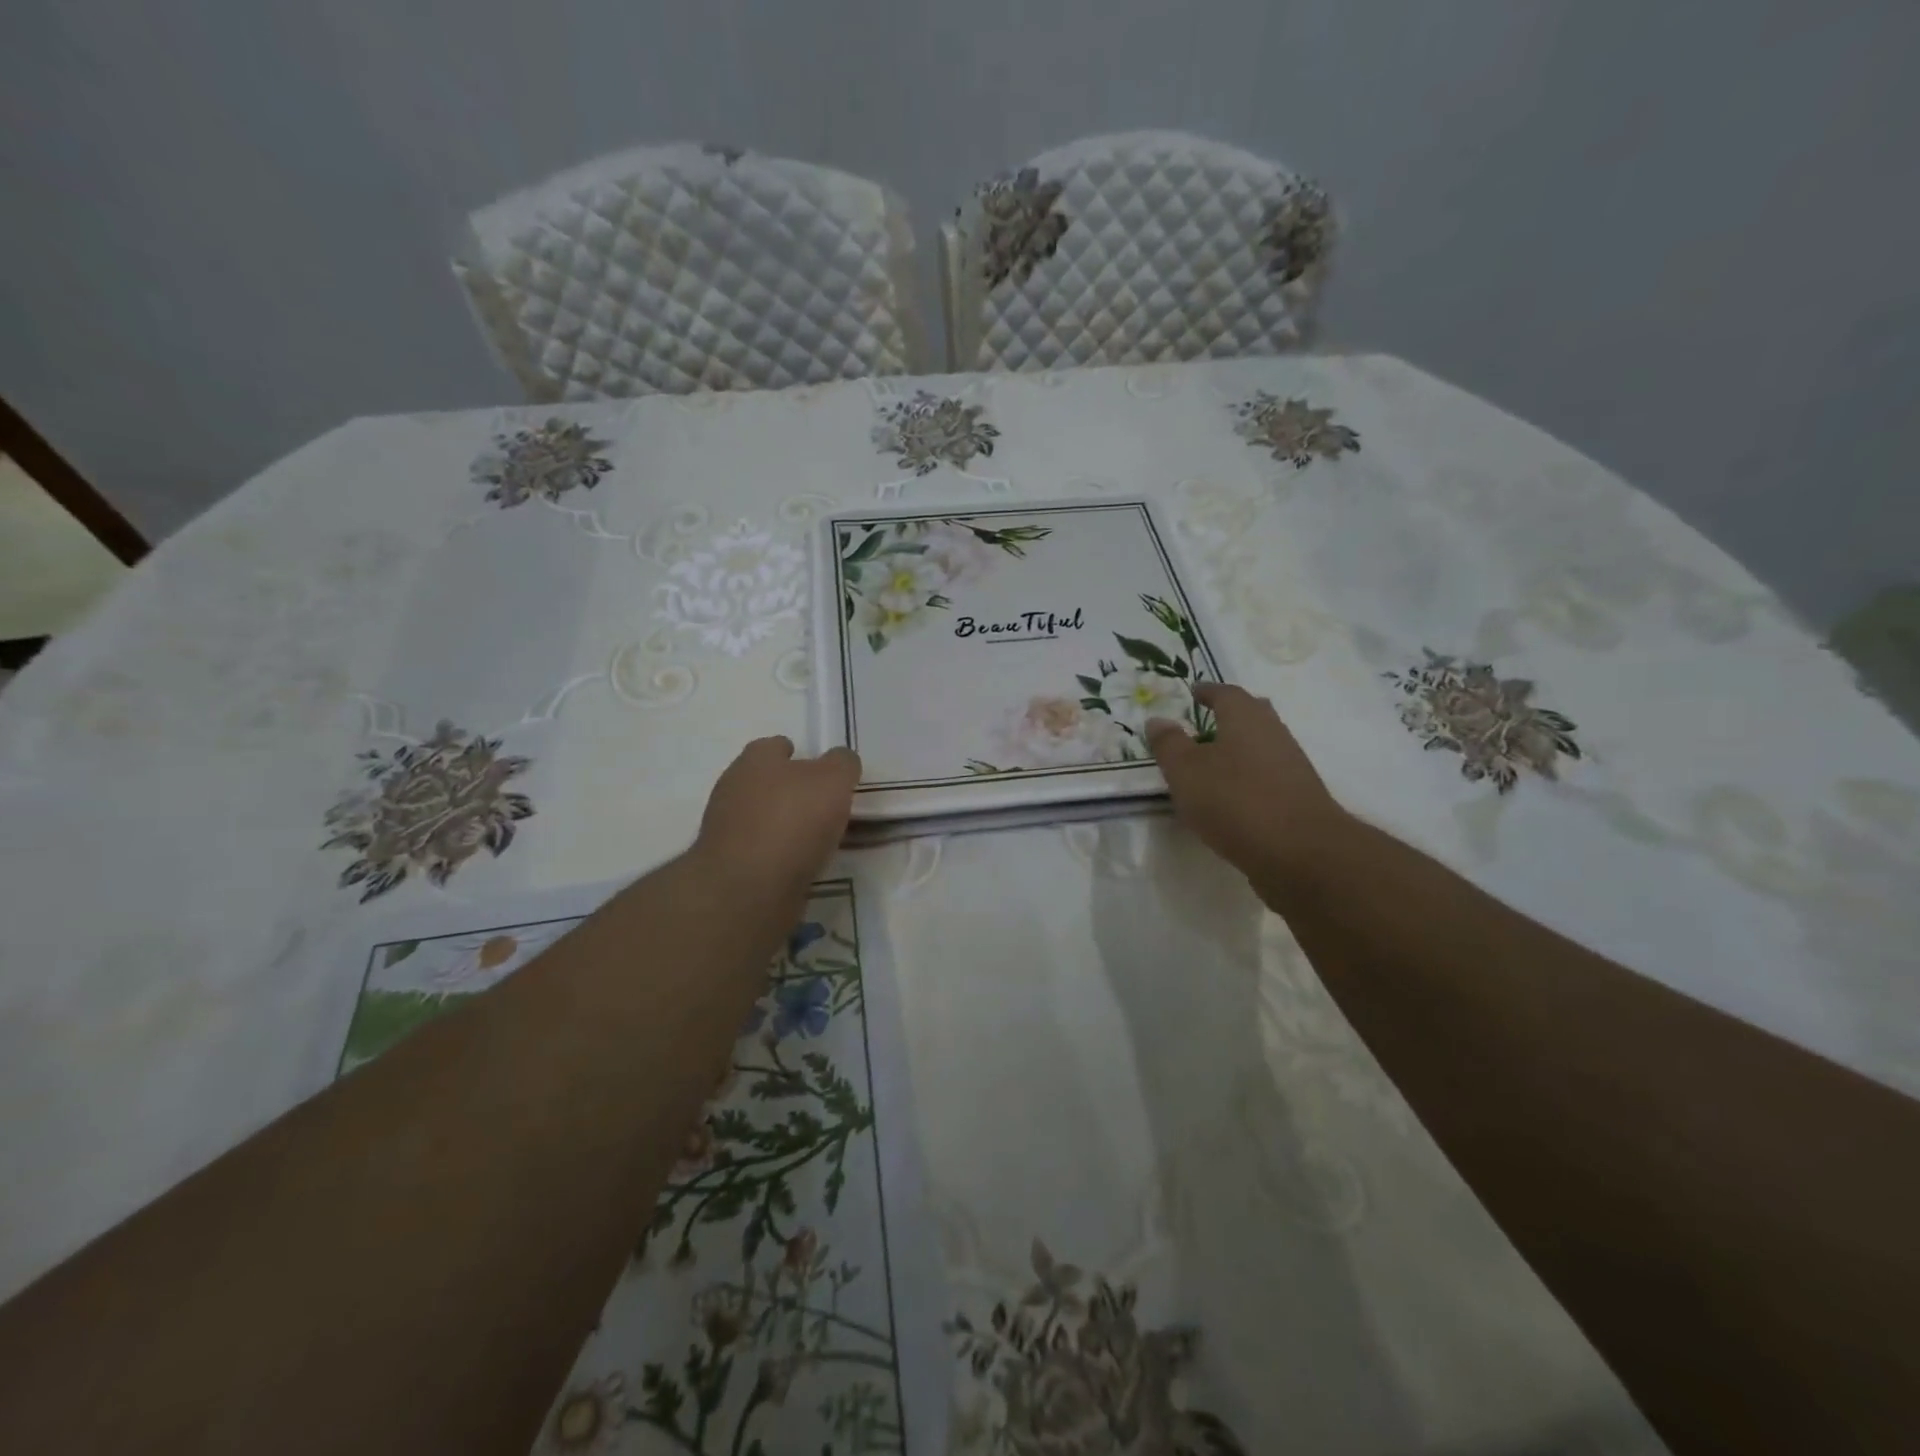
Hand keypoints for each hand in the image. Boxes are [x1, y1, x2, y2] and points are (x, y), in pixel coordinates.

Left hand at [695, 737, 860, 895]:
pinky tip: (799, 864)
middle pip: (766, 781)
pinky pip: (760, 850)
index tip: (820, 771)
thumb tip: (840, 762)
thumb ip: (842, 764)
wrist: (748, 889)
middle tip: (824, 805)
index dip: (799, 755)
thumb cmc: (793, 822)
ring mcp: (726, 828)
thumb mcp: (834, 780)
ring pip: (762, 817)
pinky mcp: (729, 864)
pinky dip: (778, 854)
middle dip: (791, 790)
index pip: (776, 746)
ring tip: (817, 839)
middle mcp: (734, 788)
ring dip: (784, 824)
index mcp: (755, 760)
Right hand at [1146, 683, 1347, 882]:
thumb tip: (1158, 720)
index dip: (1207, 691)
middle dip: (1229, 714)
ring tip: (1212, 762)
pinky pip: (1267, 774)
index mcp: (1245, 717)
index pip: (1225, 693)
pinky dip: (1248, 776)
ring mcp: (1291, 765)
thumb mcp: (1186, 771)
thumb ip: (1169, 744)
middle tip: (1206, 720)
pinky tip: (1232, 795)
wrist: (1301, 852)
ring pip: (1260, 745)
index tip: (1194, 692)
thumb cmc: (1235, 801)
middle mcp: (1273, 732)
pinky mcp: (1298, 797)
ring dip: (1238, 748)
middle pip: (1251, 714)